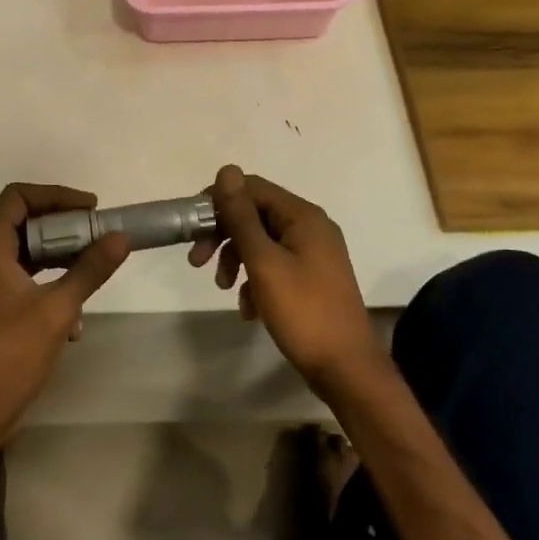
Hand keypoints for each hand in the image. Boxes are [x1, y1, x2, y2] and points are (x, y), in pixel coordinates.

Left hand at [0, 184, 130, 446]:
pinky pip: (28, 279)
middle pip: (26, 221)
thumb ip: (90, 269)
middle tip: (99, 234)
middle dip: (65, 226)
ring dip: (62, 257)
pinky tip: (76, 319)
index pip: (18, 197)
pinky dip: (53, 285)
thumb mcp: (58, 309)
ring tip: (94, 267)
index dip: (55, 195)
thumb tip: (121, 237)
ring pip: (30, 252)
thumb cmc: (10, 355)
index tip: (90, 209)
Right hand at [190, 165, 382, 397]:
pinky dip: (256, 280)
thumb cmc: (303, 311)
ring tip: (224, 289)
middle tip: (196, 261)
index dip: (218, 202)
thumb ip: (242, 217)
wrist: (346, 369)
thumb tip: (227, 170)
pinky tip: (249, 310)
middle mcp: (311, 226)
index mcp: (303, 216)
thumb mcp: (264, 262)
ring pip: (262, 242)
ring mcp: (314, 253)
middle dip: (224, 235)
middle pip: (255, 214)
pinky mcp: (312, 278)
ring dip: (236, 260)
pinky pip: (275, 266)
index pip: (252, 188)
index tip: (192, 228)